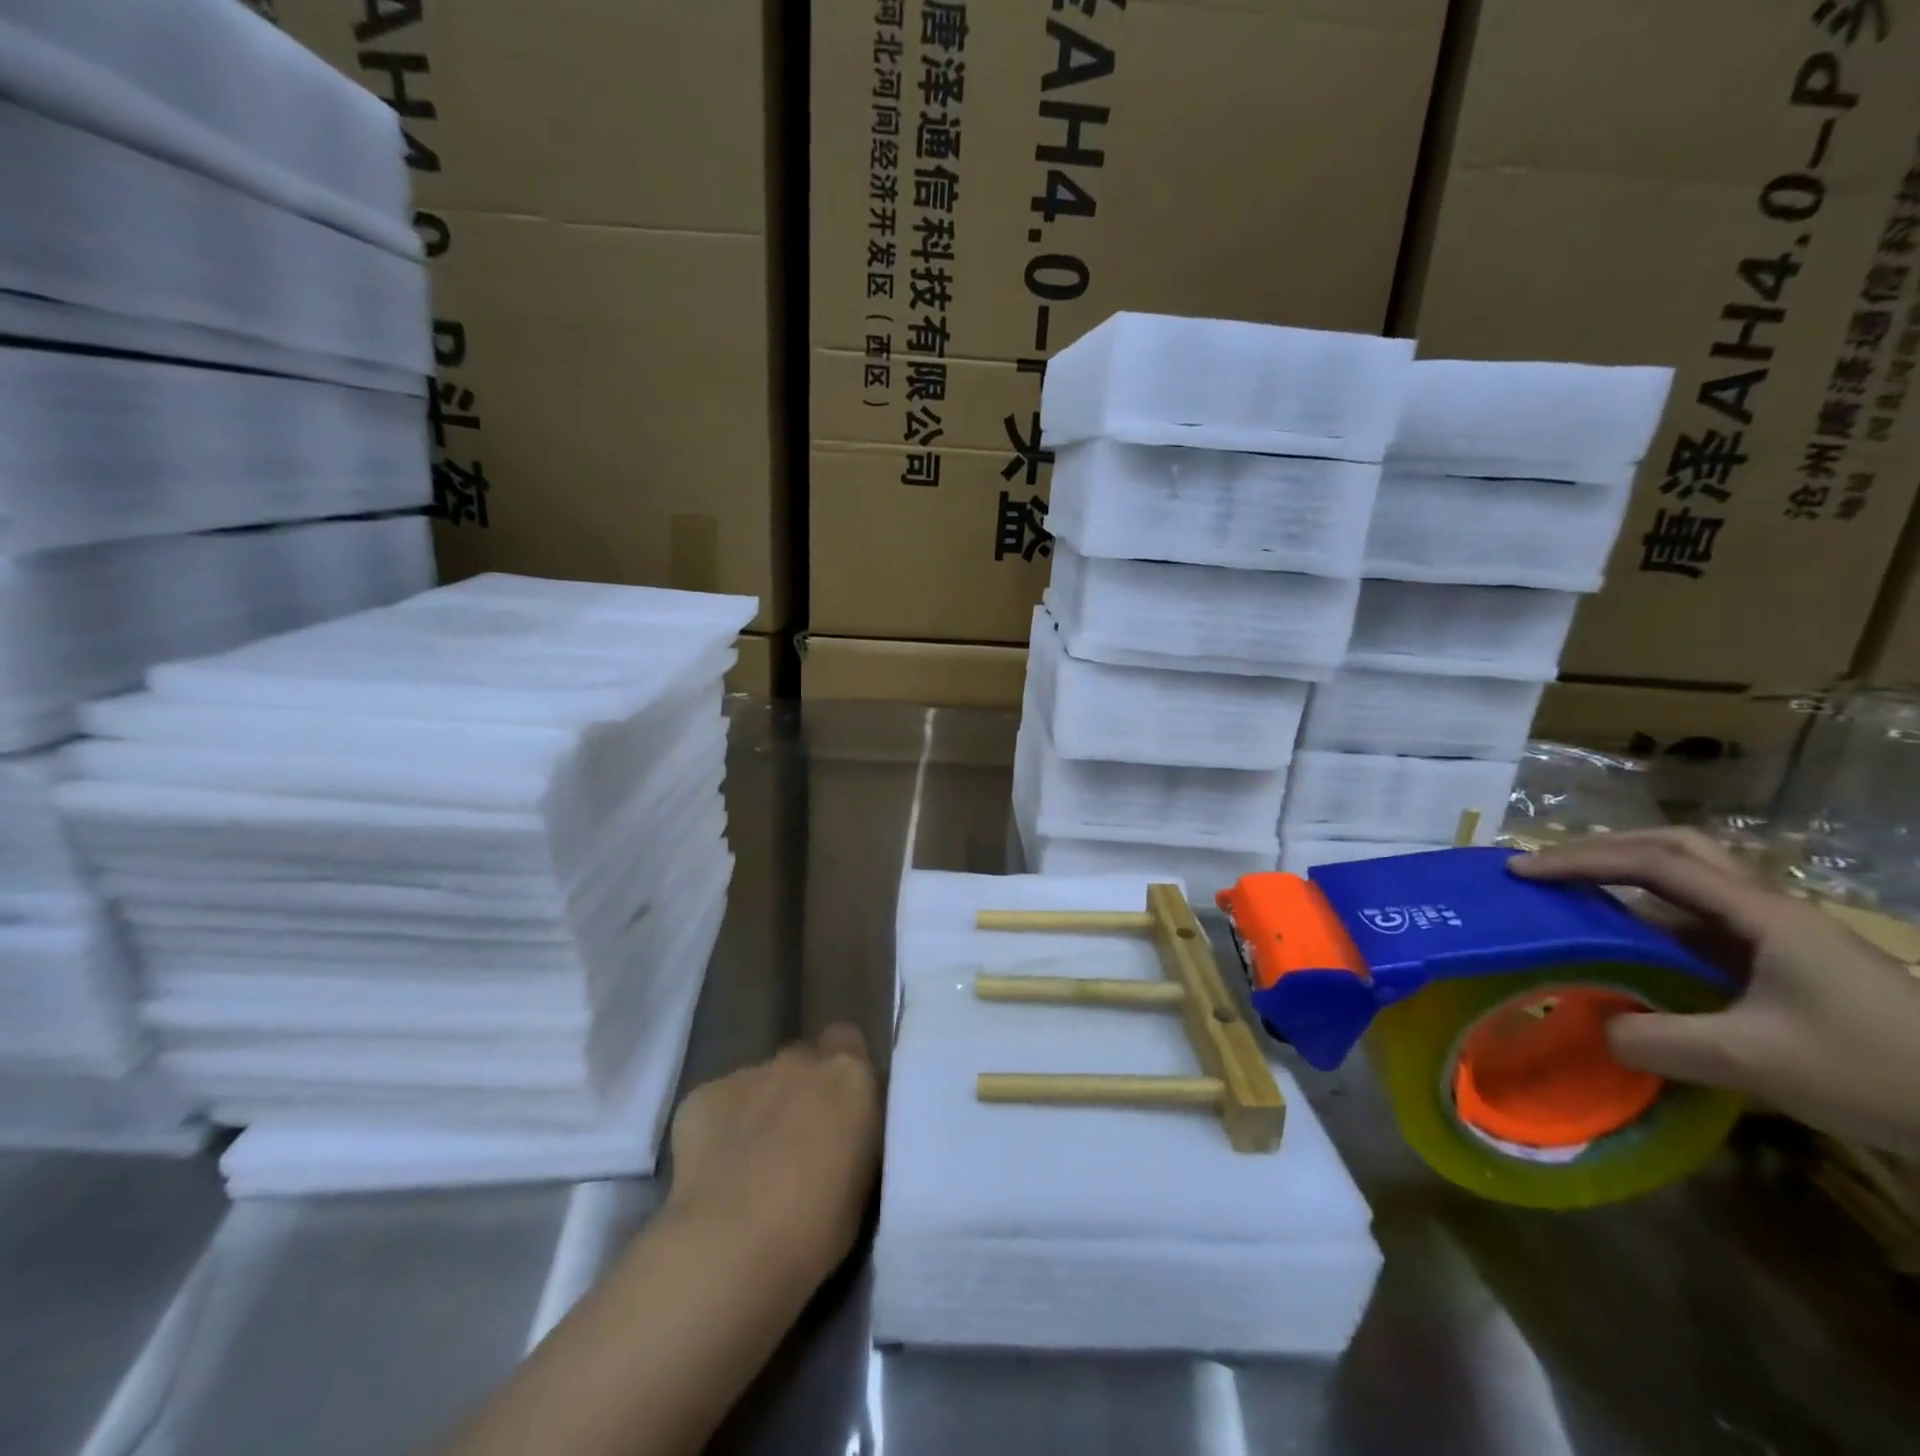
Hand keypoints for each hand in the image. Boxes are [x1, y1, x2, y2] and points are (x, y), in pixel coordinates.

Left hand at [664, 1025, 881, 1288]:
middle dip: (801, 1090)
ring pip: (759, 1083)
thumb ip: (855, 1134)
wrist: (732, 1247)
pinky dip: (718, 1130)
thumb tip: (842, 1133)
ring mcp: (748, 1074)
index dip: (842, 1074)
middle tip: (797, 1142)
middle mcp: (801, 1061)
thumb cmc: (818, 1230)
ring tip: (749, 1168)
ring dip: (760, 1110)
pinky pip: (716, 1104)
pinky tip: (714, 1174)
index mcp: (850, 1077)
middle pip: (803, 1060)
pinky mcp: (702, 1096)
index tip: (841, 1112)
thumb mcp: (865, 1179)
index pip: (850, 1043)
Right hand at [1511, 829, 1919, 1155]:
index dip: (1580, 861)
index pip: (1652, 863)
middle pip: (1674, 850)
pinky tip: (1628, 952)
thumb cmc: (1878, 1071)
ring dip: (1626, 882)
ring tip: (1574, 901)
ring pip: (1689, 884)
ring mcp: (1780, 936)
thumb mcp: (1756, 1062)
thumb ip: (1658, 1040)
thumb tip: (1595, 1027)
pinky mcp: (1786, 965)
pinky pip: (1701, 925)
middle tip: (1547, 870)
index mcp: (1760, 914)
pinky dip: (1650, 924)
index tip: (1521, 872)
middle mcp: (1767, 910)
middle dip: (1603, 850)